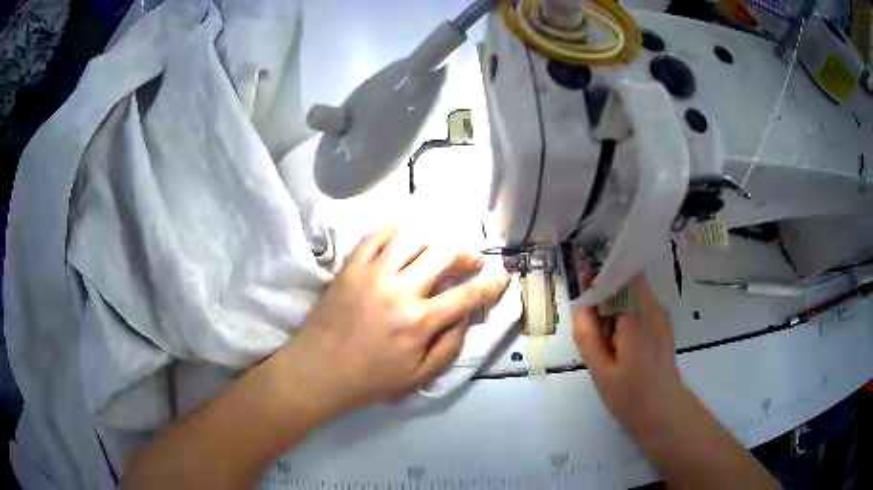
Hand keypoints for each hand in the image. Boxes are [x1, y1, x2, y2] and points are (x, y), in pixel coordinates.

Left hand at [283, 226, 508, 416]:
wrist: (318, 371)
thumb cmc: (369, 380)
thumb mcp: (418, 377)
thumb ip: (449, 346)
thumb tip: (466, 315)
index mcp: (419, 322)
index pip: (466, 295)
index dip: (491, 284)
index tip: (502, 275)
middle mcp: (399, 290)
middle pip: (443, 254)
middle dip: (466, 253)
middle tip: (471, 260)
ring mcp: (372, 274)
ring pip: (411, 237)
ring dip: (433, 239)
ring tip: (437, 249)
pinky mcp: (350, 267)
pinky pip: (376, 236)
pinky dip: (396, 232)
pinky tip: (405, 240)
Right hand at [572, 274, 690, 435]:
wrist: (664, 411)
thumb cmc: (631, 395)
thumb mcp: (600, 370)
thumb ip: (587, 334)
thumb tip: (578, 303)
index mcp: (637, 317)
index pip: (621, 275)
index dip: (599, 275)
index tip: (581, 285)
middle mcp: (654, 308)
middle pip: (627, 281)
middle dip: (605, 290)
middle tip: (587, 317)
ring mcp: (661, 315)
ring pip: (633, 293)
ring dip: (614, 303)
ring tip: (601, 334)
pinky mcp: (663, 323)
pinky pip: (641, 306)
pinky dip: (625, 313)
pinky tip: (617, 341)